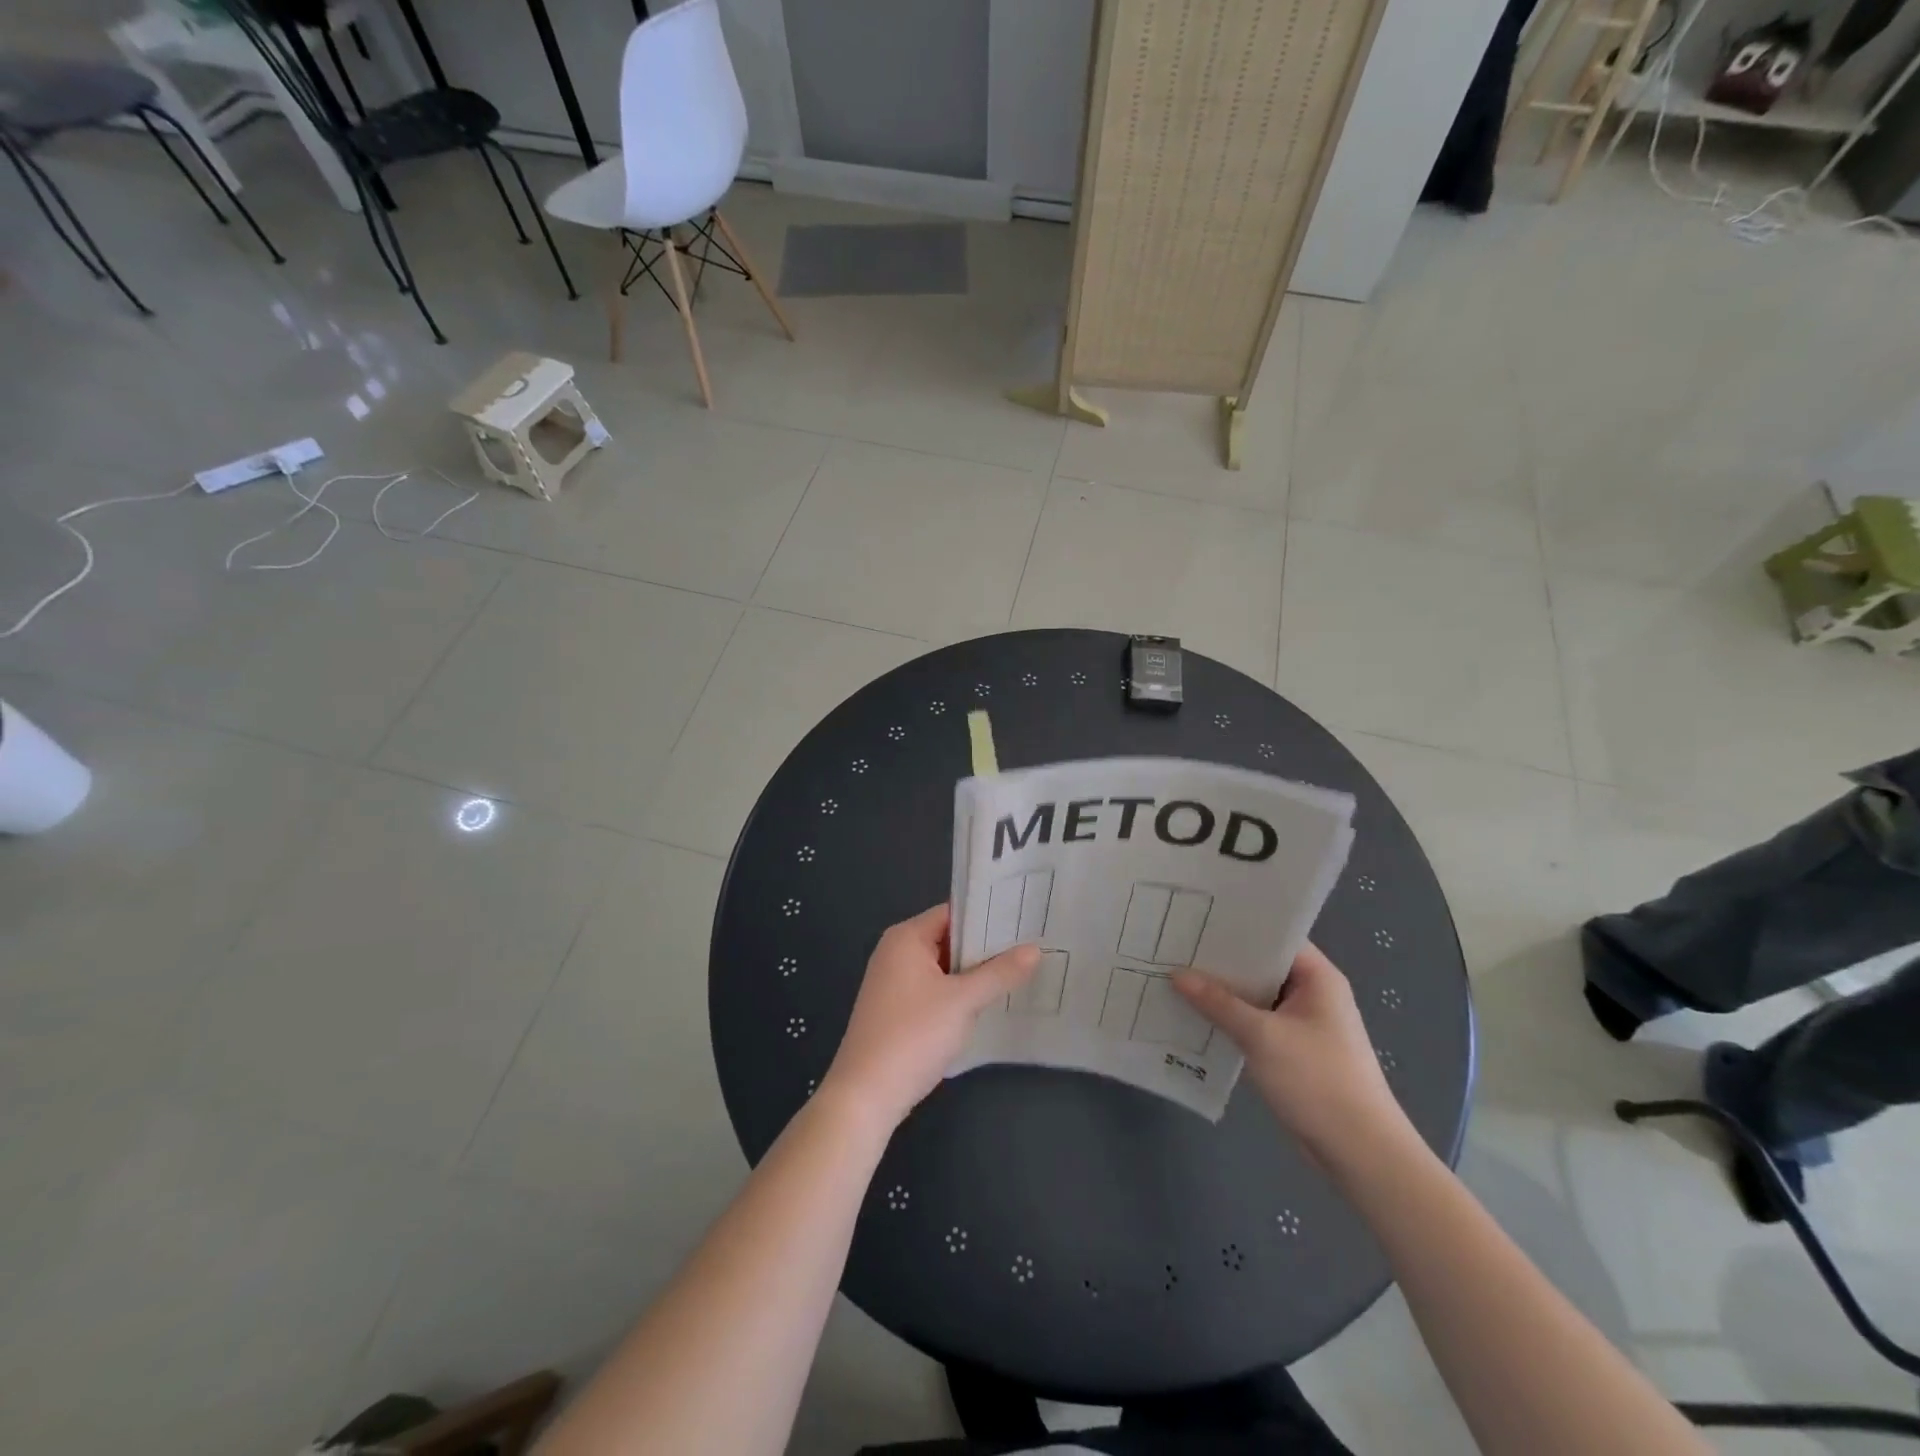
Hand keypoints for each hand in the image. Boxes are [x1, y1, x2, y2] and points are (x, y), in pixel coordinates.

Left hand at [821, 904, 1037, 1131]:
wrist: (866, 1095)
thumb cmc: (913, 1035)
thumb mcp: (963, 1001)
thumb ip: (999, 973)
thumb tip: (1034, 949)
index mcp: (906, 938)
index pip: (953, 912)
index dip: (988, 915)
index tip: (1024, 920)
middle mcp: (896, 953)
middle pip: (948, 939)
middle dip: (986, 947)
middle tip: (1031, 946)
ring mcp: (894, 983)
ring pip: (944, 968)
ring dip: (974, 973)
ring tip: (1020, 972)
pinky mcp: (897, 1011)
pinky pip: (935, 990)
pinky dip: (959, 994)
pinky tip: (989, 1003)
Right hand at [1175, 943, 1407, 1159]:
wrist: (1361, 1154)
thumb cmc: (1317, 1081)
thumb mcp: (1262, 1036)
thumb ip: (1218, 1002)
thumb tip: (1176, 974)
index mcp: (1318, 978)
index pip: (1274, 936)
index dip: (1237, 925)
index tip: (1196, 918)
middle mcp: (1313, 994)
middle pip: (1262, 966)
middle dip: (1222, 960)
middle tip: (1176, 944)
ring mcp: (1304, 1024)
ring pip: (1257, 997)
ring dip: (1224, 993)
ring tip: (1176, 975)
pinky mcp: (1294, 1051)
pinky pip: (1257, 1023)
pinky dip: (1232, 1019)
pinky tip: (1196, 1016)